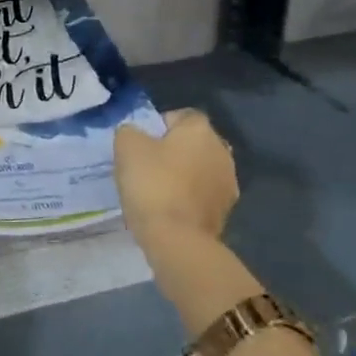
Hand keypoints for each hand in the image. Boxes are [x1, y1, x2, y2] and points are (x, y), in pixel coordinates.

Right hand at [114, 108, 239, 249]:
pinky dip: (189, 197)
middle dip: (173, 151)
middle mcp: (222, 151)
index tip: (141, 143)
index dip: (158, 126)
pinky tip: (170, 209)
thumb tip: (135, 134)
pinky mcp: (227, 211)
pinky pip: (202, 194)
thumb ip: (130, 131)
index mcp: (200, 130)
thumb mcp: (126, 146)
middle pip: (192, 143)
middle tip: (146, 166)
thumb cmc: (152, 184)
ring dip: (183, 175)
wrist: (177, 239)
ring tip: (157, 190)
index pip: (180, 115)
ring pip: (199, 169)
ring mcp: (228, 182)